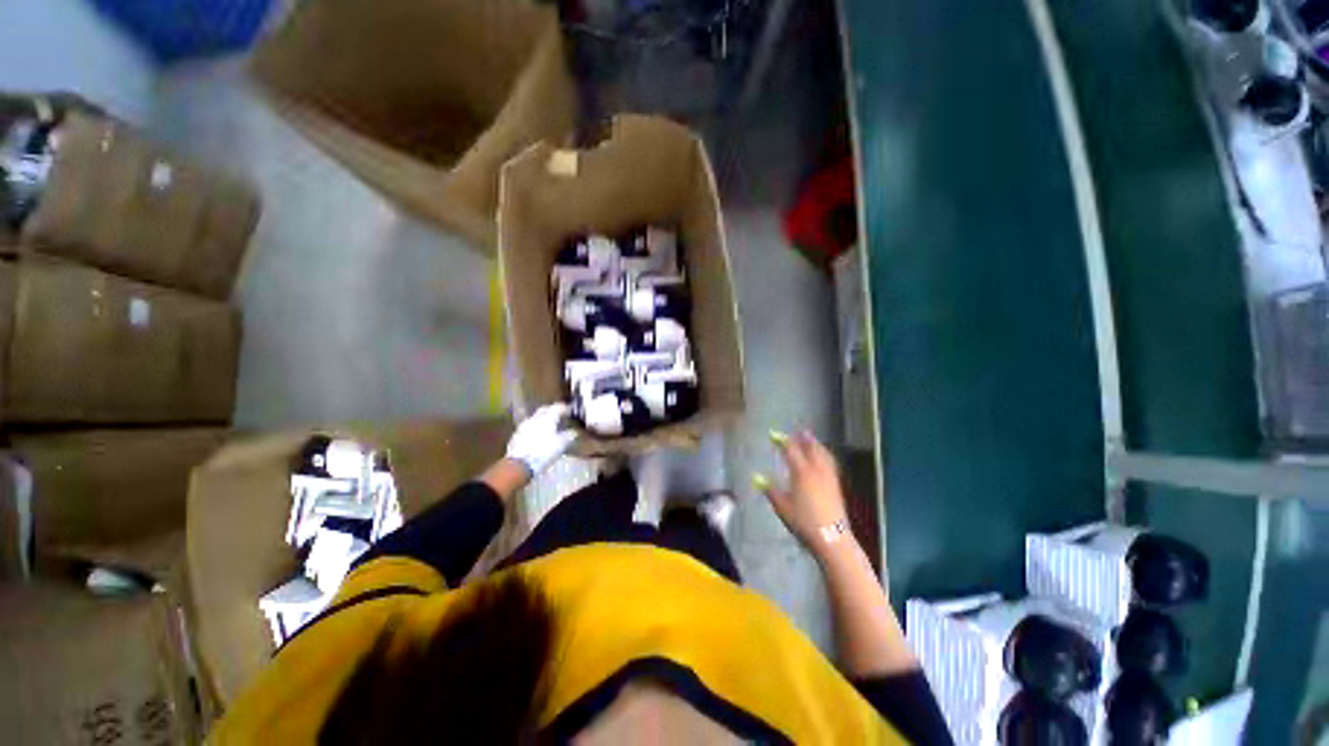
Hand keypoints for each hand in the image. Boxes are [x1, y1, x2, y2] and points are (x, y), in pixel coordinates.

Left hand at [506, 403, 577, 476]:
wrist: (519, 464)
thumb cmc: (543, 452)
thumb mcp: (560, 445)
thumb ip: (568, 436)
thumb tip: (573, 432)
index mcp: (547, 418)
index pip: (557, 407)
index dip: (564, 408)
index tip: (570, 410)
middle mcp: (535, 418)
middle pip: (544, 410)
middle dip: (552, 410)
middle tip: (559, 415)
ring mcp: (524, 426)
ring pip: (535, 417)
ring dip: (543, 419)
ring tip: (549, 426)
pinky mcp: (516, 435)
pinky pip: (529, 426)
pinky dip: (536, 427)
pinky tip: (538, 435)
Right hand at [755, 430, 849, 554]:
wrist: (832, 538)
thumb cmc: (803, 522)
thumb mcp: (782, 506)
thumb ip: (770, 490)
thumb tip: (757, 477)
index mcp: (802, 472)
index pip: (791, 450)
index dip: (782, 441)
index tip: (774, 434)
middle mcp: (817, 471)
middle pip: (812, 449)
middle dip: (805, 439)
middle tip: (799, 431)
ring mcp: (829, 478)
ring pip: (824, 455)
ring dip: (817, 445)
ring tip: (812, 441)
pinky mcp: (836, 487)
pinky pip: (830, 464)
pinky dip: (825, 456)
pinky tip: (824, 460)